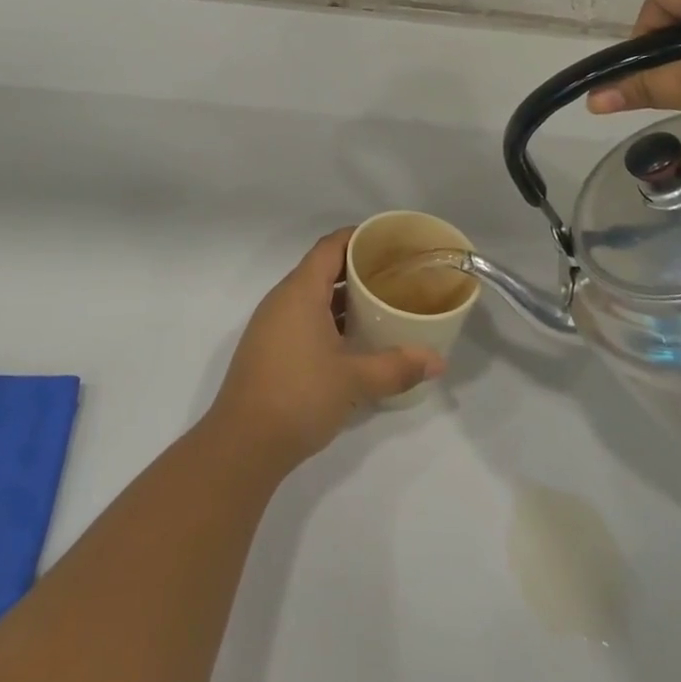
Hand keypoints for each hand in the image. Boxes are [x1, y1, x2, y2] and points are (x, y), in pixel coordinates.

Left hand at [206, 230, 444, 471]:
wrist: (242, 445)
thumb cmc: (299, 396)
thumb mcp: (354, 381)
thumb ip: (397, 366)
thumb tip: (438, 361)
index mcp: (300, 291)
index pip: (330, 246)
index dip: (358, 237)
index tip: (388, 239)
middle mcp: (282, 299)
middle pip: (322, 268)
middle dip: (356, 267)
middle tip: (393, 273)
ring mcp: (272, 324)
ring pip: (311, 295)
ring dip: (342, 296)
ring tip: (379, 303)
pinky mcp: (268, 348)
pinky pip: (302, 317)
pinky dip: (328, 317)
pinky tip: (352, 338)